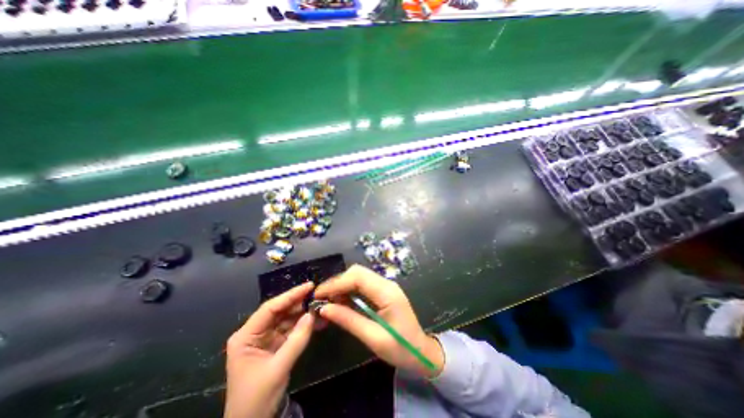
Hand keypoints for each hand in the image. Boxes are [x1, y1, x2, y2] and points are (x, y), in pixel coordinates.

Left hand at [220, 280, 313, 417]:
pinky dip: (304, 324)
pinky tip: (316, 320)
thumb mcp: (278, 369)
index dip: (290, 295)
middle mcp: (255, 332)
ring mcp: (266, 337)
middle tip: (318, 294)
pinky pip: (291, 329)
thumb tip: (312, 314)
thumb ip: (296, 340)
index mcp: (246, 336)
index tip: (309, 286)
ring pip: (287, 318)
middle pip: (279, 310)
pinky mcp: (275, 343)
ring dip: (303, 313)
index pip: (270, 308)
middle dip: (299, 302)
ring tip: (320, 305)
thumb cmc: (257, 399)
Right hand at [311, 267, 440, 375]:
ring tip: (329, 302)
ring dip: (342, 285)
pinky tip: (341, 302)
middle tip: (322, 299)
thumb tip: (324, 309)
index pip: (357, 278)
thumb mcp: (373, 338)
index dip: (336, 283)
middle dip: (338, 282)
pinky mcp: (383, 291)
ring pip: (359, 276)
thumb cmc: (401, 348)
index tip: (318, 295)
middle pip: (357, 272)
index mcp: (387, 292)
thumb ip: (349, 320)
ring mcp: (385, 286)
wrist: (421, 351)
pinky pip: (363, 284)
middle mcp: (386, 283)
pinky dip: (349, 290)